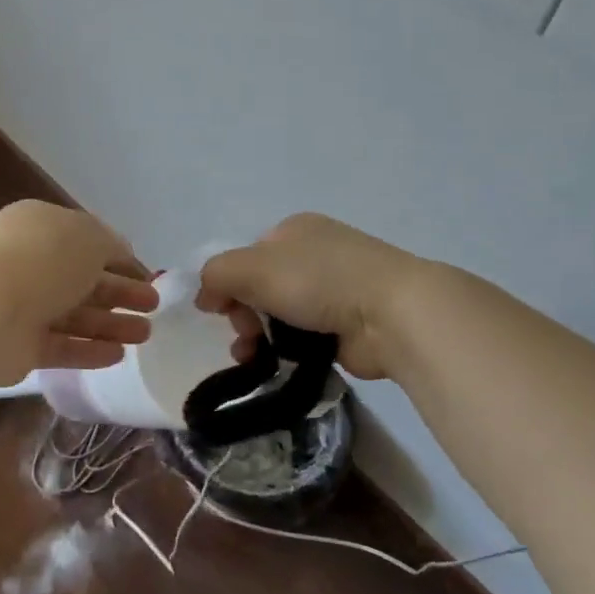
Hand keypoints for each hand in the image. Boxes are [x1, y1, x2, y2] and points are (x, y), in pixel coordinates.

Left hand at [0, 201, 157, 380]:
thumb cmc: (43, 260)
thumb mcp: (90, 238)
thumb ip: (111, 246)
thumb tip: (122, 256)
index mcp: (39, 227)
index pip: (86, 241)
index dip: (119, 257)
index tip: (147, 275)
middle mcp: (28, 263)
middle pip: (82, 279)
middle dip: (120, 292)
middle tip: (153, 305)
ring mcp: (20, 305)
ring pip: (74, 314)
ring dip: (111, 323)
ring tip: (146, 334)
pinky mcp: (18, 345)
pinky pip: (60, 345)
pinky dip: (89, 349)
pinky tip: (119, 355)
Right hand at [196, 213, 421, 379]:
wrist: (390, 313)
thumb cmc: (318, 279)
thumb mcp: (252, 267)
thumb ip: (216, 275)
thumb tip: (205, 296)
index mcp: (295, 229)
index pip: (248, 256)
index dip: (228, 283)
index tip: (219, 311)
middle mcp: (315, 254)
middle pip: (261, 287)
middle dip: (243, 313)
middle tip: (244, 333)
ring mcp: (334, 290)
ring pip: (280, 315)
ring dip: (259, 336)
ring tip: (252, 357)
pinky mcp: (347, 325)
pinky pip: (304, 338)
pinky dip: (287, 350)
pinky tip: (276, 363)